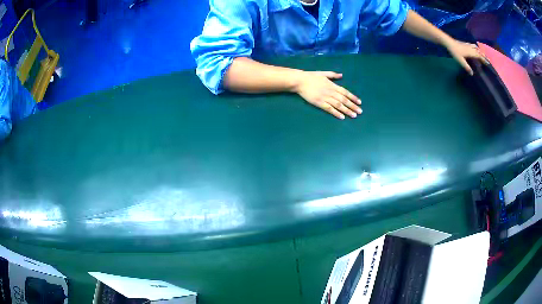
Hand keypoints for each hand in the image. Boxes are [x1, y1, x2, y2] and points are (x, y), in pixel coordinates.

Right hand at [292, 71, 361, 119]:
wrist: (300, 81)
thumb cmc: (311, 76)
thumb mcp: (323, 73)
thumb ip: (333, 75)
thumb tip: (341, 75)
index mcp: (332, 85)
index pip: (345, 92)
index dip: (353, 97)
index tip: (359, 102)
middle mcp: (330, 91)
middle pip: (344, 100)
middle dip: (353, 106)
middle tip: (360, 112)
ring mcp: (325, 98)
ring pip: (339, 105)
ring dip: (347, 110)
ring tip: (354, 115)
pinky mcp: (319, 103)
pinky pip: (329, 109)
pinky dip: (336, 113)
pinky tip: (342, 117)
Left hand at [445, 39, 489, 75]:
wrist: (449, 42)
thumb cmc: (455, 52)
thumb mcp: (461, 61)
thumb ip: (467, 67)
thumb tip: (472, 74)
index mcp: (471, 52)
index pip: (479, 56)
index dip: (484, 60)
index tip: (488, 63)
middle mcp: (471, 48)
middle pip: (479, 52)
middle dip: (484, 56)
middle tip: (489, 59)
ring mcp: (468, 45)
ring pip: (476, 48)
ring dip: (481, 51)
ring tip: (484, 54)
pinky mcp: (465, 43)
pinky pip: (473, 45)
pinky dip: (476, 47)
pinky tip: (476, 47)